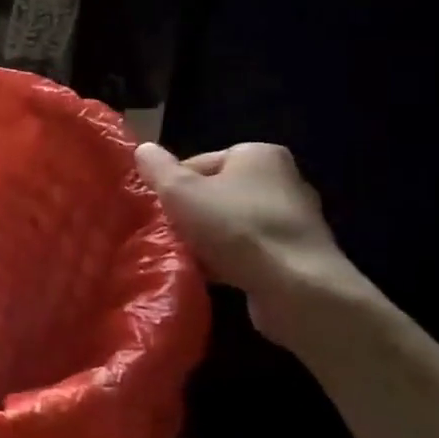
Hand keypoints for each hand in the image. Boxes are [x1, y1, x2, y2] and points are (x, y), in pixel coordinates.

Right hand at [135, 140, 363, 347]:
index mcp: (258, 154)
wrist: (296, 288)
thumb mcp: (181, 192)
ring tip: (188, 258)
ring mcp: (292, 220)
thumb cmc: (236, 228)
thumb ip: (158, 169)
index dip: (173, 187)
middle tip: (169, 236)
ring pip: (230, 225)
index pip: (199, 163)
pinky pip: (249, 251)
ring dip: (206, 241)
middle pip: (215, 194)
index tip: (160, 211)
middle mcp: (282, 180)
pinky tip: (212, 276)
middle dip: (190, 216)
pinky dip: (228, 261)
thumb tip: (143, 149)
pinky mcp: (296, 255)